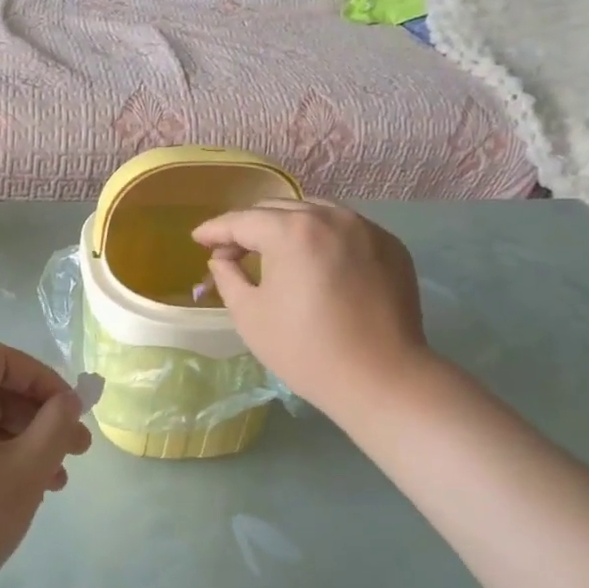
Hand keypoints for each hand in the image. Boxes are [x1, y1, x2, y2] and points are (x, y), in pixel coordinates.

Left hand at [0, 344, 92, 587]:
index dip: (45, 380)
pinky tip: (14, 494)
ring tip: (53, 483)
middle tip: (75, 452)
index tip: (73, 415)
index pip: (1, 359)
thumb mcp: (24, 471)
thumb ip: (55, 426)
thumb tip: (68, 402)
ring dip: (17, 442)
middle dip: (36, 418)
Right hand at [192, 201, 430, 419]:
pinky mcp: (390, 246)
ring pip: (315, 213)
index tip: (198, 239)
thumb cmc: (305, 350)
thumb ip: (228, 277)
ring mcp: (366, 228)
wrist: (381, 377)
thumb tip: (222, 259)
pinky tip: (315, 261)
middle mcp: (330, 217)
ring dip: (287, 226)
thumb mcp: (250, 315)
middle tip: (231, 250)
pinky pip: (346, 229)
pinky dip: (322, 237)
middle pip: (278, 209)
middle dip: (249, 226)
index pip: (242, 221)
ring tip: (273, 250)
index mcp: (291, 231)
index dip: (215, 230)